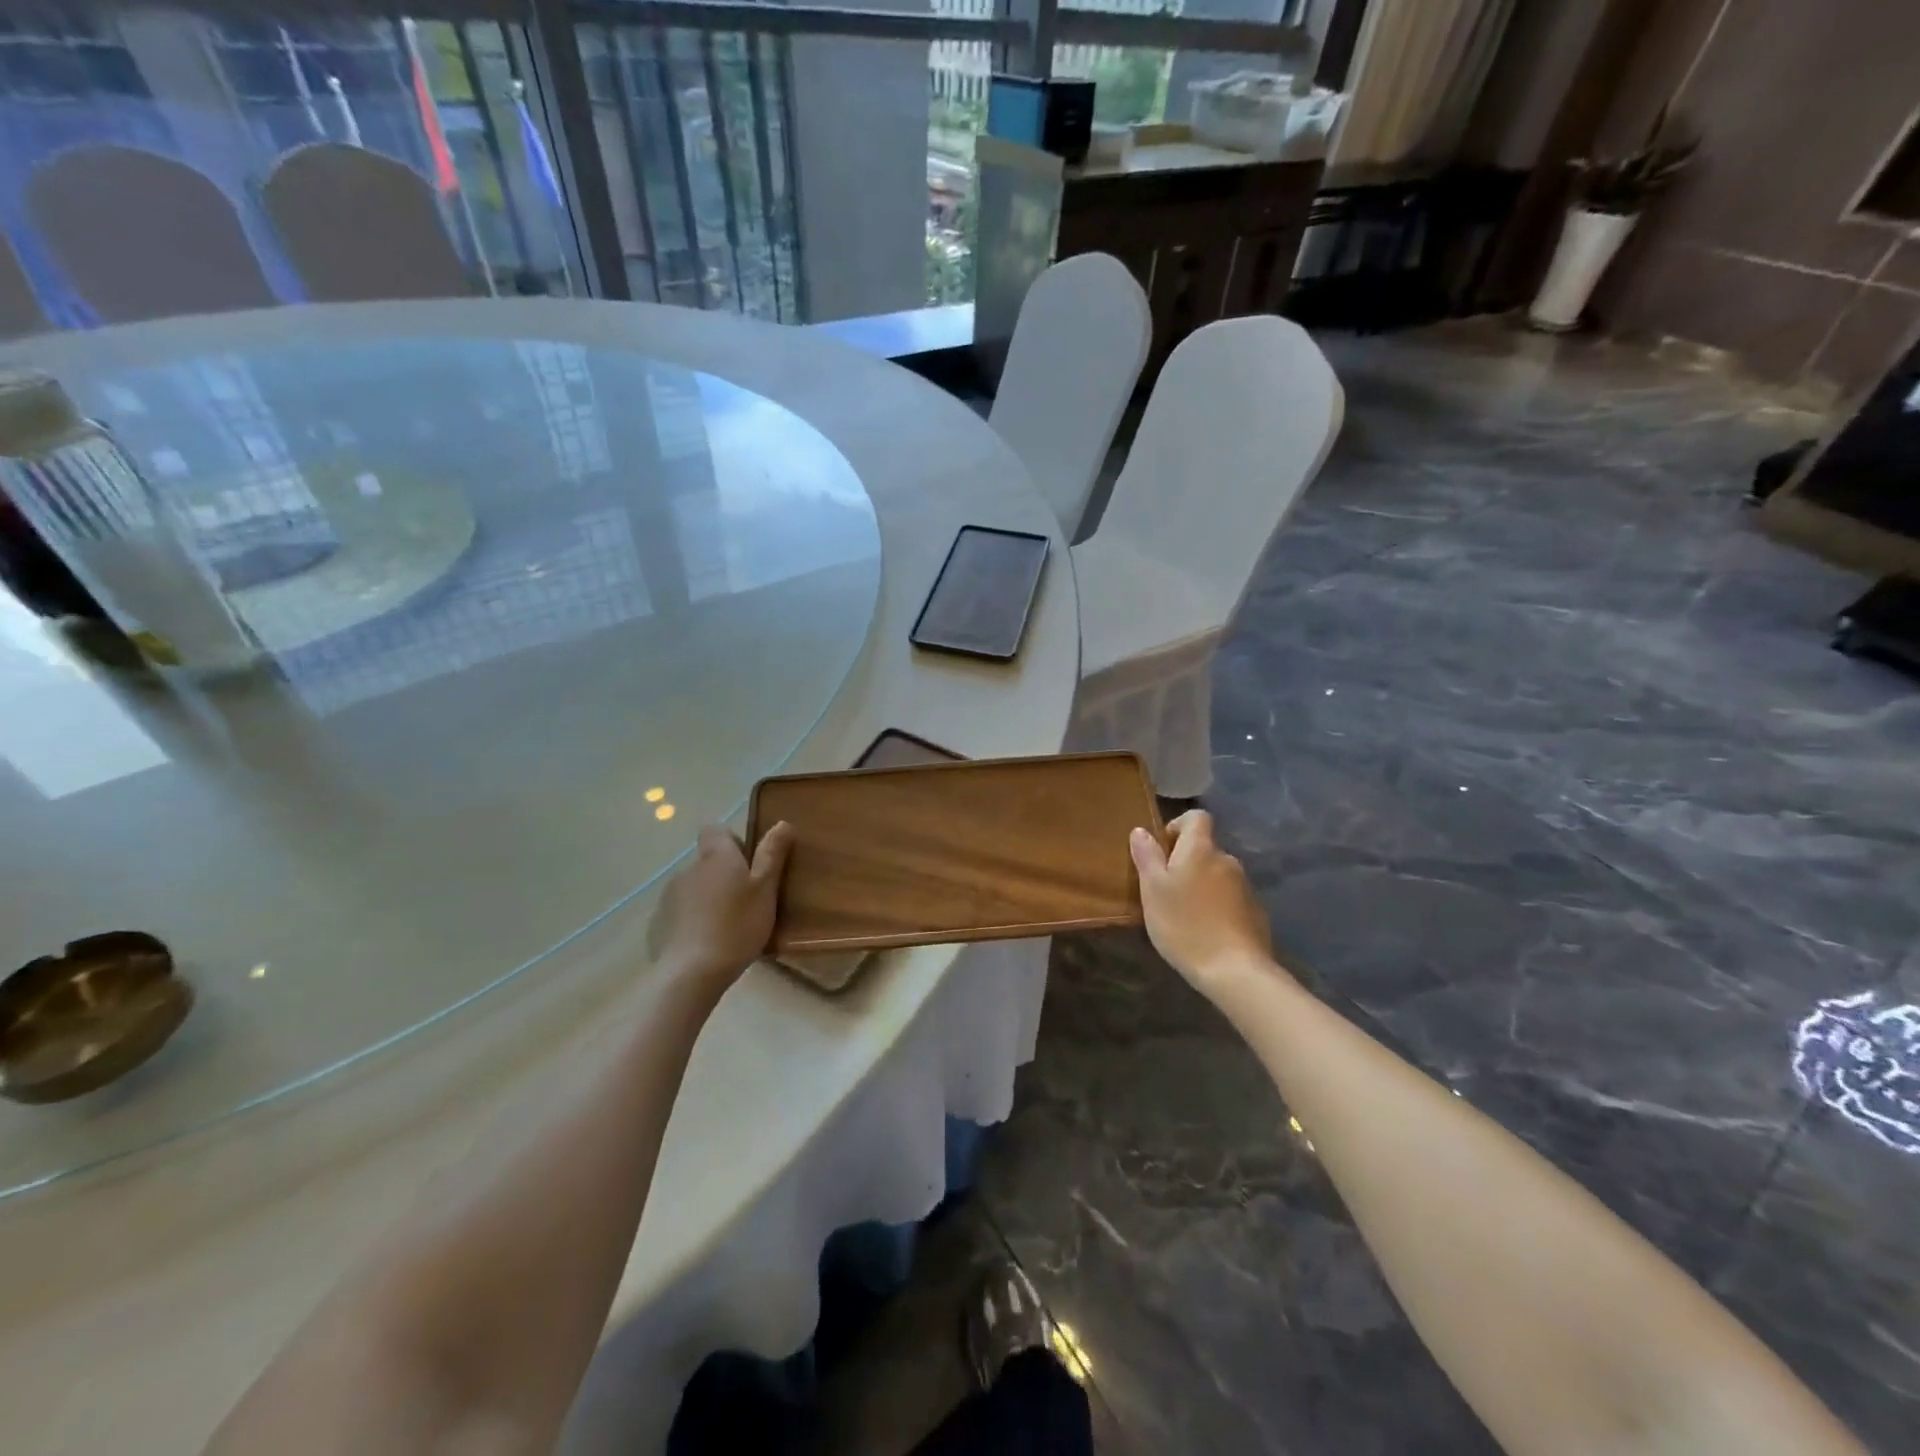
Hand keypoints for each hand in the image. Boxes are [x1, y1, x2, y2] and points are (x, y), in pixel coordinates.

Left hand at [650, 823, 793, 997]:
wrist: (691, 973)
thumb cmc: (737, 926)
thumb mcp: (765, 890)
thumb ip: (772, 855)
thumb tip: (782, 823)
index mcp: (716, 857)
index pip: (715, 830)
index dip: (732, 842)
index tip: (748, 865)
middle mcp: (688, 868)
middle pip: (707, 861)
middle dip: (724, 875)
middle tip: (745, 902)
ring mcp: (669, 896)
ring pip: (694, 887)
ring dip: (708, 898)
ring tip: (726, 927)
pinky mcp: (658, 923)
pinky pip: (680, 913)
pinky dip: (692, 921)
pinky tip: (706, 944)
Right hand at [1130, 810, 1276, 995]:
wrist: (1234, 970)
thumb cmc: (1184, 924)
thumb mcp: (1153, 890)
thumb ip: (1147, 857)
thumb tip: (1141, 830)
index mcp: (1200, 849)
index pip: (1196, 817)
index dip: (1178, 826)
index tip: (1163, 850)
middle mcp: (1227, 860)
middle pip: (1205, 849)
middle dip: (1186, 862)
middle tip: (1166, 891)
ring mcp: (1245, 886)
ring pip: (1217, 875)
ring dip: (1202, 885)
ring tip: (1184, 914)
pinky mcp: (1256, 912)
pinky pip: (1231, 898)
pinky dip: (1217, 906)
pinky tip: (1206, 931)